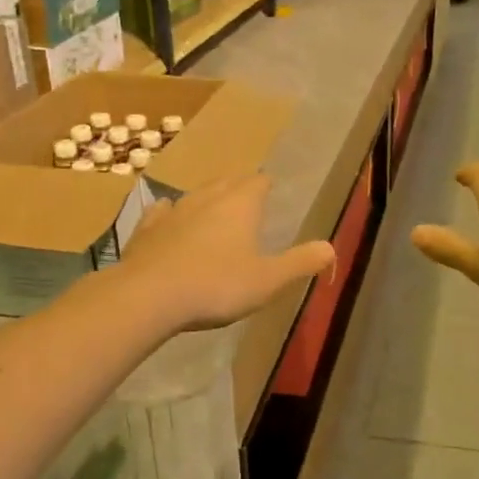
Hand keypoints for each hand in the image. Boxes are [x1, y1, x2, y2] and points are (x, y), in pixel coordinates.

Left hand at [121, 175, 335, 331]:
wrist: (149, 296)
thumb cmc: (216, 286)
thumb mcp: (268, 281)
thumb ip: (300, 263)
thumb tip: (332, 248)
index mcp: (241, 205)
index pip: (259, 182)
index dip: (267, 186)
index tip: (272, 193)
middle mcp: (207, 198)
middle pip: (228, 182)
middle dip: (239, 188)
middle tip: (248, 201)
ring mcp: (173, 211)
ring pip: (195, 194)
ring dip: (207, 199)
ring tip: (214, 211)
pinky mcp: (146, 229)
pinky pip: (162, 211)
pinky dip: (170, 213)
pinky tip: (168, 217)